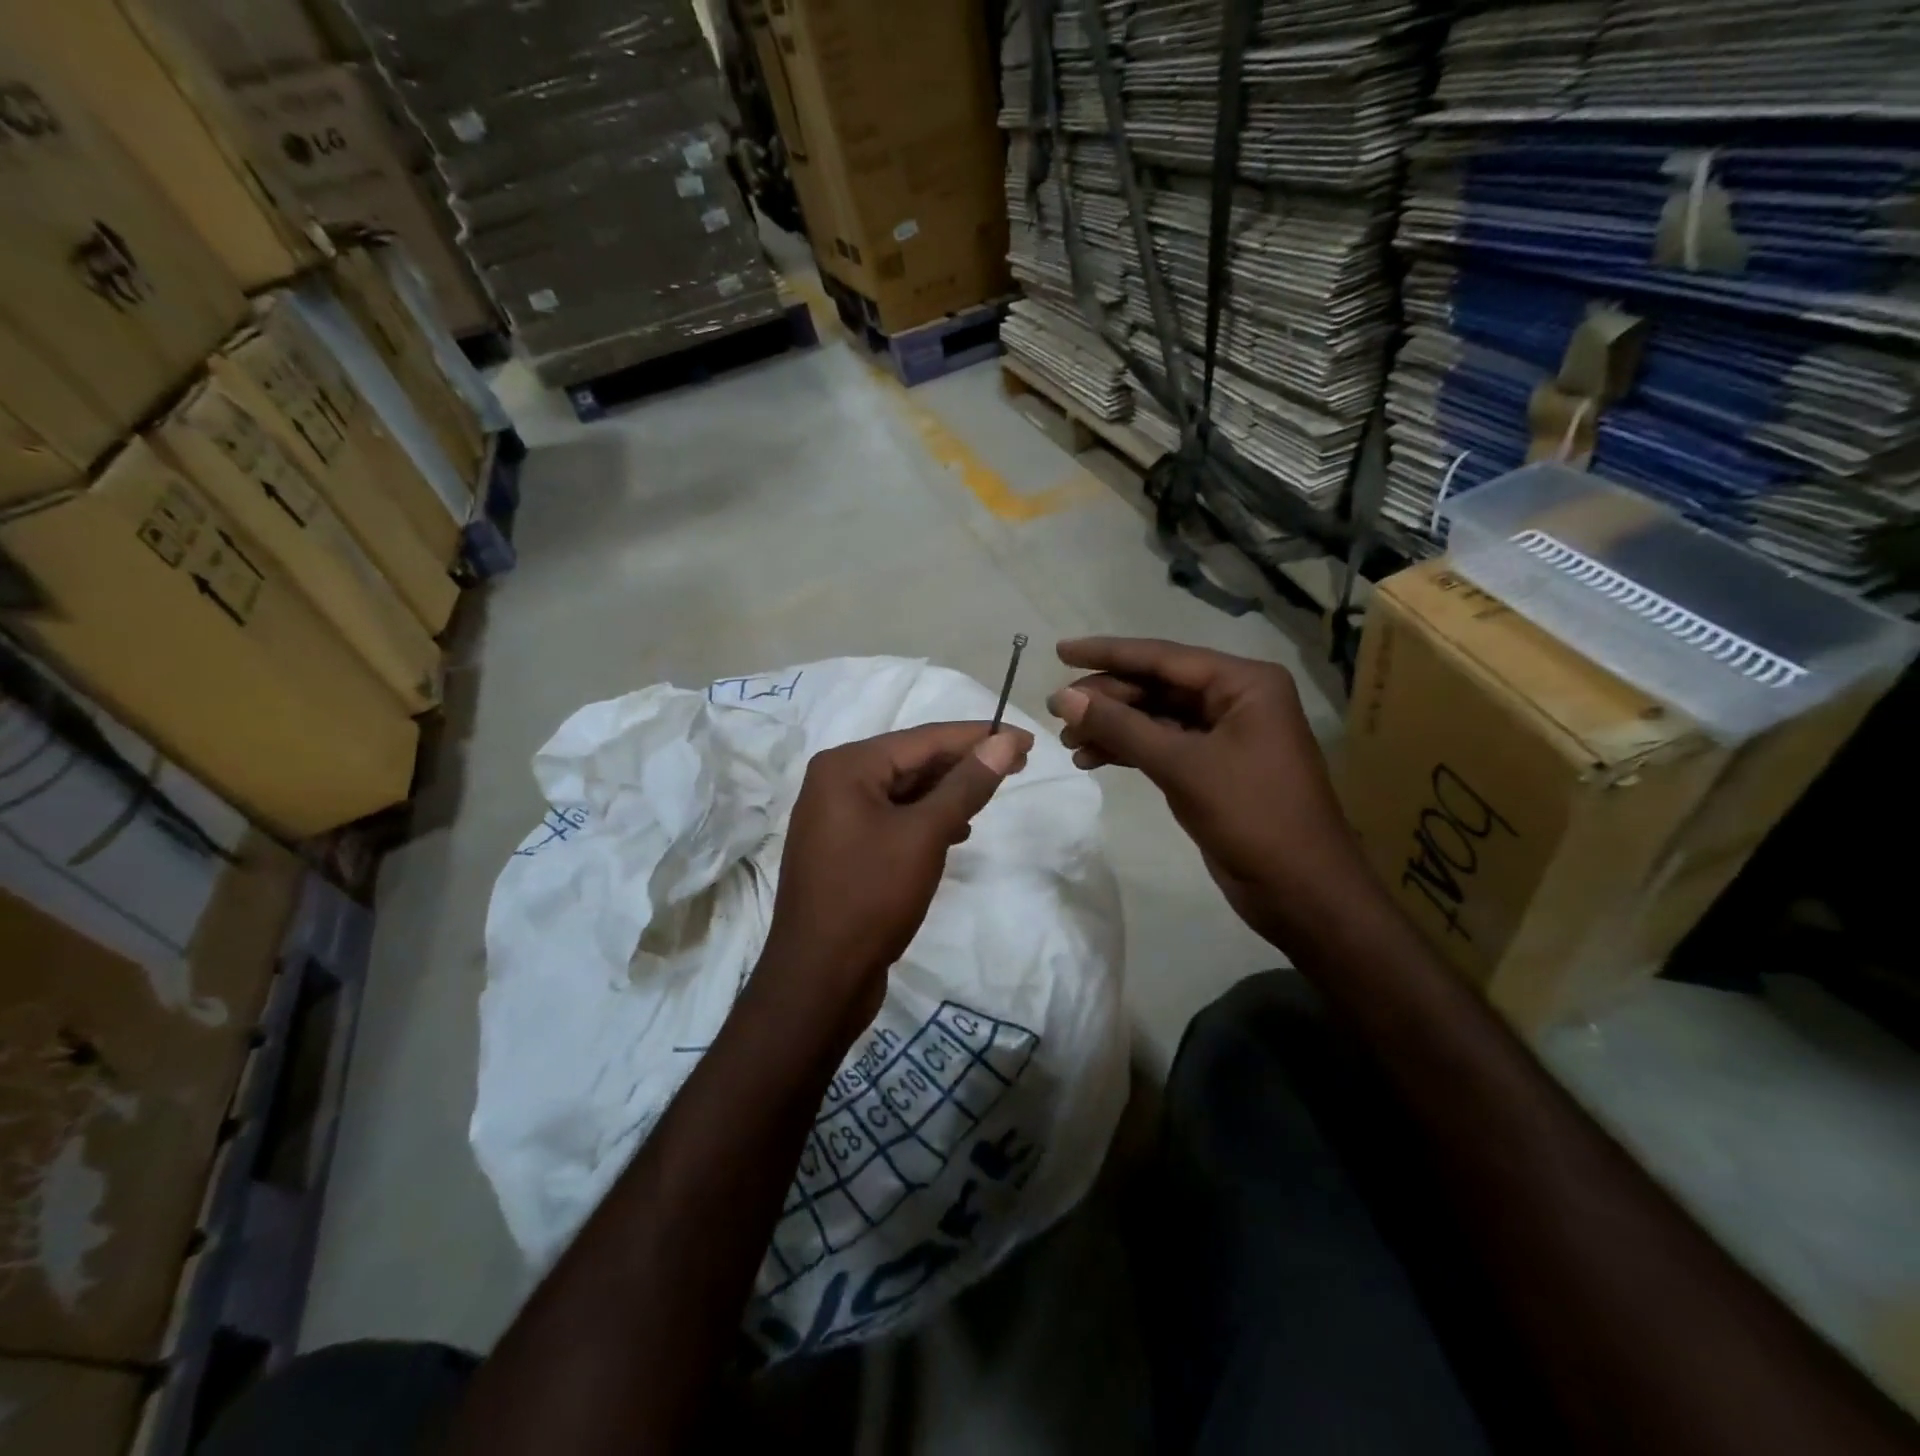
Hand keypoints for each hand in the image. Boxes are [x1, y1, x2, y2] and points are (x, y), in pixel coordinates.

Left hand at [756, 721, 1031, 1045]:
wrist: (819, 979)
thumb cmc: (871, 897)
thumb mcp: (925, 835)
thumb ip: (966, 785)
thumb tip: (1004, 742)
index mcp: (846, 766)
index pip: (923, 739)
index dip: (978, 736)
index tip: (1025, 739)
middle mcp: (835, 782)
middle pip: (912, 761)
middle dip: (964, 764)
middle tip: (1018, 765)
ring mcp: (836, 817)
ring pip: (904, 791)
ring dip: (947, 792)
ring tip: (992, 794)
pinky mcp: (844, 849)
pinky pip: (893, 819)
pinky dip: (926, 819)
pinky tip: (957, 831)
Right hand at [1046, 637, 1377, 950]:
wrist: (1301, 891)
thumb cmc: (1252, 816)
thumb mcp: (1182, 766)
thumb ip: (1121, 727)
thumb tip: (1062, 697)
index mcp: (1243, 683)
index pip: (1163, 657)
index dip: (1107, 653)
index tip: (1060, 650)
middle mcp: (1236, 700)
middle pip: (1157, 686)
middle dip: (1107, 699)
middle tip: (1058, 713)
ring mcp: (1225, 735)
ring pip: (1156, 718)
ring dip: (1113, 727)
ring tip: (1069, 742)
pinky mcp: (1213, 768)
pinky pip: (1163, 746)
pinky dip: (1129, 750)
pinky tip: (1092, 760)